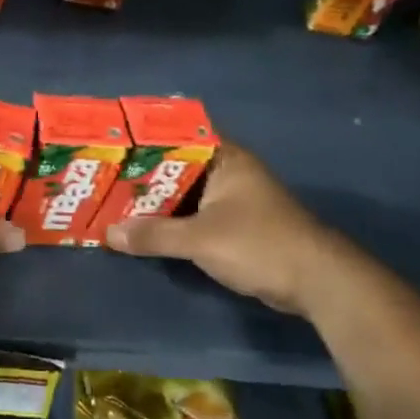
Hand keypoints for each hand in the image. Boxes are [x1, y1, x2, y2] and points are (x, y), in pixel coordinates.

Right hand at [104, 142, 370, 317]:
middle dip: (141, 173)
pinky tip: (142, 227)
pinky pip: (192, 215)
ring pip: (182, 193)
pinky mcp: (234, 226)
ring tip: (111, 199)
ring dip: (154, 200)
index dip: (144, 137)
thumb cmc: (260, 244)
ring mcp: (232, 199)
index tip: (110, 143)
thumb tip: (108, 234)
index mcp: (225, 158)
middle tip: (101, 174)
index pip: (177, 135)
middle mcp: (228, 172)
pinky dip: (169, 220)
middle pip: (175, 166)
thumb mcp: (200, 239)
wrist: (318, 284)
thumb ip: (153, 234)